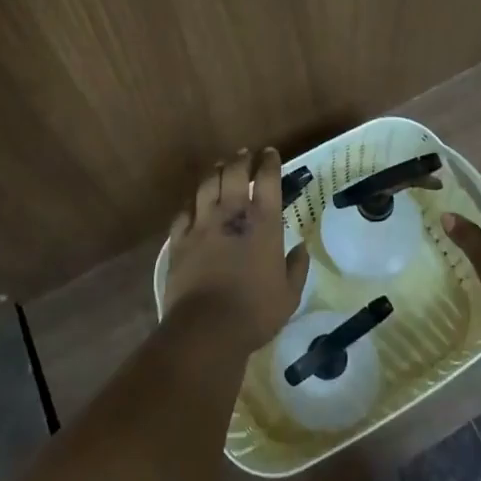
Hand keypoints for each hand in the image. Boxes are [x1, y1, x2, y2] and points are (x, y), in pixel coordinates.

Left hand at [162, 147, 309, 354]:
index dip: (269, 162)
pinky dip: (191, 204)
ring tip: (219, 167)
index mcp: (263, 222)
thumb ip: (296, 268)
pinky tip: (193, 203)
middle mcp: (231, 213)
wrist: (206, 327)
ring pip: (206, 185)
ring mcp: (202, 224)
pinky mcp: (179, 240)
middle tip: (244, 154)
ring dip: (215, 172)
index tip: (270, 153)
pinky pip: (183, 212)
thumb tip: (301, 249)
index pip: (268, 179)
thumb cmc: (255, 311)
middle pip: (234, 172)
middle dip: (240, 159)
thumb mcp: (289, 294)